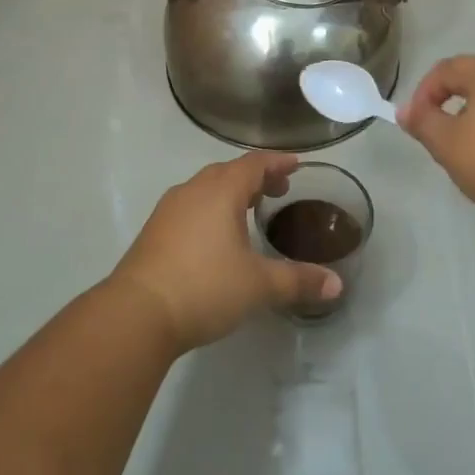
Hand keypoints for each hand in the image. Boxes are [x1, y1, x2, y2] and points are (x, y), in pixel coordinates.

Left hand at [110, 152, 340, 350]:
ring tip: (249, 211)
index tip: (297, 165)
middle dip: (255, 177)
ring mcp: (169, 208)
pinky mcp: (155, 229)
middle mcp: (194, 190)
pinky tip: (216, 236)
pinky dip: (210, 208)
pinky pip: (190, 205)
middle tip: (278, 191)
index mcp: (221, 191)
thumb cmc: (204, 287)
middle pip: (229, 171)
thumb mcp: (259, 285)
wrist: (137, 312)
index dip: (278, 162)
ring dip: (231, 192)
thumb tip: (336, 284)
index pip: (254, 164)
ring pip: (206, 188)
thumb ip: (298, 280)